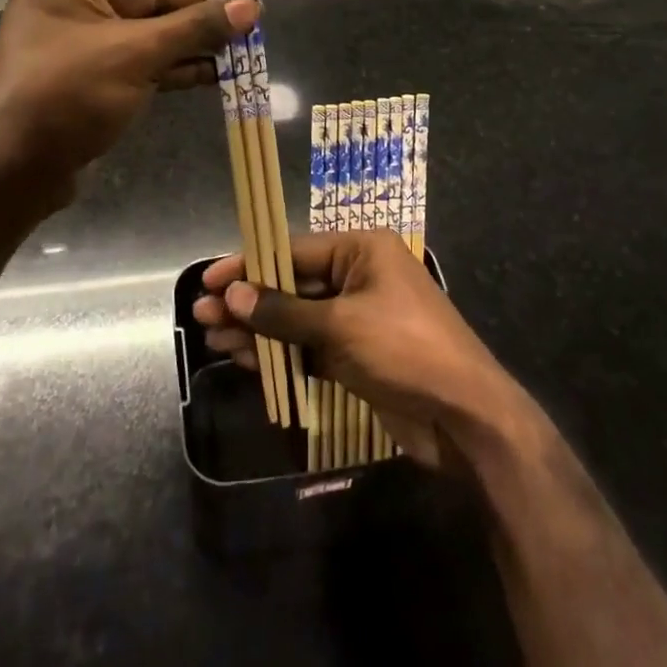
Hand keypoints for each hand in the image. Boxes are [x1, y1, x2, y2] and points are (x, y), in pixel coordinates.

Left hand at [0, 0, 258, 203]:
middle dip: (196, 5)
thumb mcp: (135, 54)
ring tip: (243, 44)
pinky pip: (142, 59)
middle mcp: (71, 0)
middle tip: (247, 12)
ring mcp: (82, 42)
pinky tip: (217, 73)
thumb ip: (195, 27)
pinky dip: (176, 64)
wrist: (15, 172)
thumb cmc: (66, 94)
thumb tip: (251, 7)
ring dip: (193, 38)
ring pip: (149, 30)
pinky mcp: (92, 78)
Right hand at [192, 230, 522, 467]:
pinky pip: (308, 346)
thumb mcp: (341, 326)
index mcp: (361, 250)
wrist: (465, 416)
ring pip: (295, 318)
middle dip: (247, 301)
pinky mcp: (355, 355)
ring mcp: (356, 318)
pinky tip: (245, 360)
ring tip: (212, 340)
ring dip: (257, 330)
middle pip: (291, 284)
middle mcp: (358, 276)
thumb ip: (284, 312)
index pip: (292, 251)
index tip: (209, 280)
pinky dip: (280, 353)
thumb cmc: (406, 349)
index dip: (249, 265)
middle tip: (201, 315)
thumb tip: (233, 295)